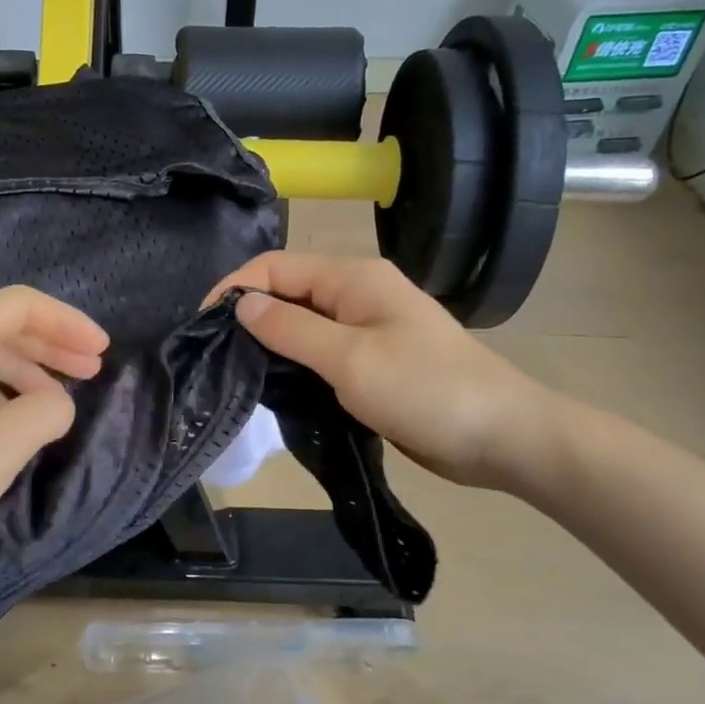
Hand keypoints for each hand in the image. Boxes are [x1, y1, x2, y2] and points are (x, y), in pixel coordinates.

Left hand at [0, 286, 108, 578]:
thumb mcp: (2, 446)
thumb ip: (48, 409)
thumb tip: (56, 401)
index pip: (20, 305)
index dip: (68, 322)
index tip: (102, 350)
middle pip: (1, 325)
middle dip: (52, 344)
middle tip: (94, 369)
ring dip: (28, 368)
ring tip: (61, 397)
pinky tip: (16, 417)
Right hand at [208, 252, 566, 491]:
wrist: (501, 436)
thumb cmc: (425, 390)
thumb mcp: (350, 358)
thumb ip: (291, 329)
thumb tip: (241, 304)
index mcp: (354, 278)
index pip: (277, 267)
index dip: (236, 288)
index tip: (203, 325)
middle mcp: (358, 293)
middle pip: (288, 291)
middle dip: (250, 315)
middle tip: (214, 353)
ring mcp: (368, 327)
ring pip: (303, 323)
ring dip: (271, 341)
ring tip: (235, 370)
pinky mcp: (373, 360)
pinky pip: (322, 351)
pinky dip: (296, 362)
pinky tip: (275, 385)